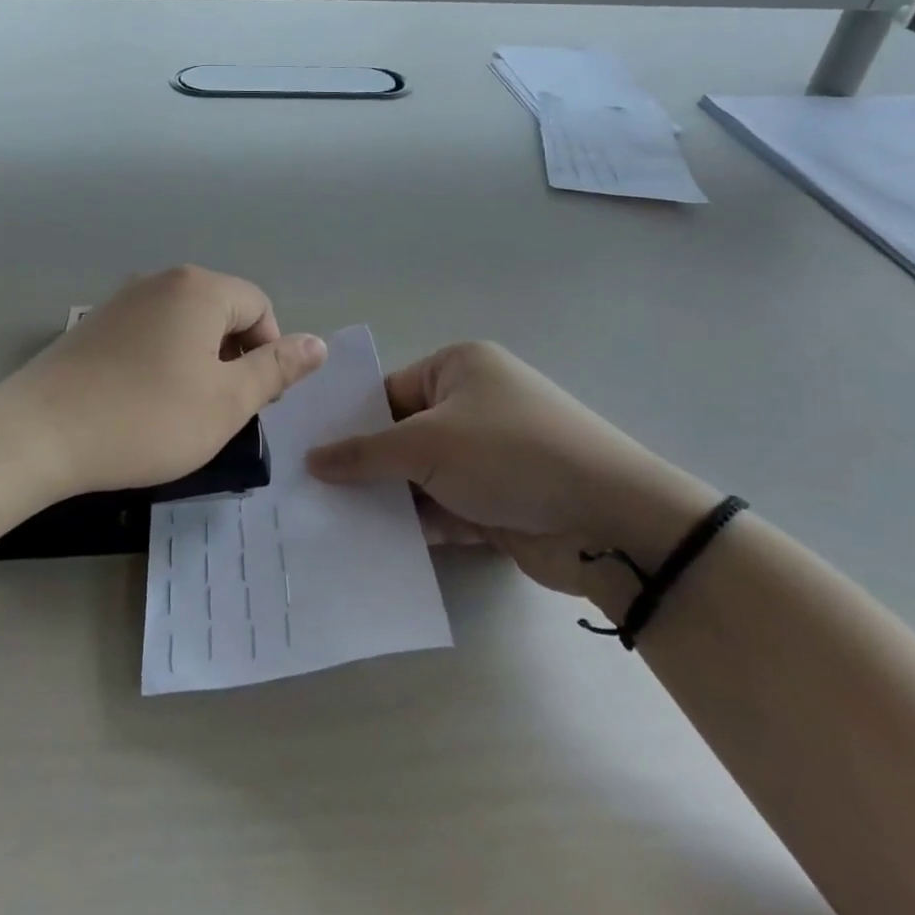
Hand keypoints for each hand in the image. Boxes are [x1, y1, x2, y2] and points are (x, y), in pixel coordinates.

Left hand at [0, 266, 325, 499]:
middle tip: (220, 409)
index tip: (253, 400)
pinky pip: (148, 334)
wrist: (39, 434)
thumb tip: (317, 344)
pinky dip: (161, 362)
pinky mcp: (94, 325)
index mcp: (199, 288)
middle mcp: (161, 280)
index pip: (259, 306)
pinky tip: (142, 402)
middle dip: (233, 357)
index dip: (268, 353)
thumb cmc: (147, 418)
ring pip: (184, 325)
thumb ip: (277, 369)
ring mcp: (121, 299)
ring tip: (182, 410)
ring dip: (198, 362)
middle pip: (221, 311)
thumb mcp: (227, 402)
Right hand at [305, 341, 716, 597]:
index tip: (307, 452)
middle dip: (364, 465)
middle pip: (402, 435)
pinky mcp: (498, 502)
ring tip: (328, 522)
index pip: (389, 390)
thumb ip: (365, 454)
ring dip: (387, 499)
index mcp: (459, 368)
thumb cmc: (508, 454)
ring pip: (421, 476)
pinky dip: (416, 525)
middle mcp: (473, 405)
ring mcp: (488, 457)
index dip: (349, 421)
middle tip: (309, 491)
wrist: (607, 520)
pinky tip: (372, 546)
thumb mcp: (426, 444)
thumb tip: (312, 459)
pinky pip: (443, 508)